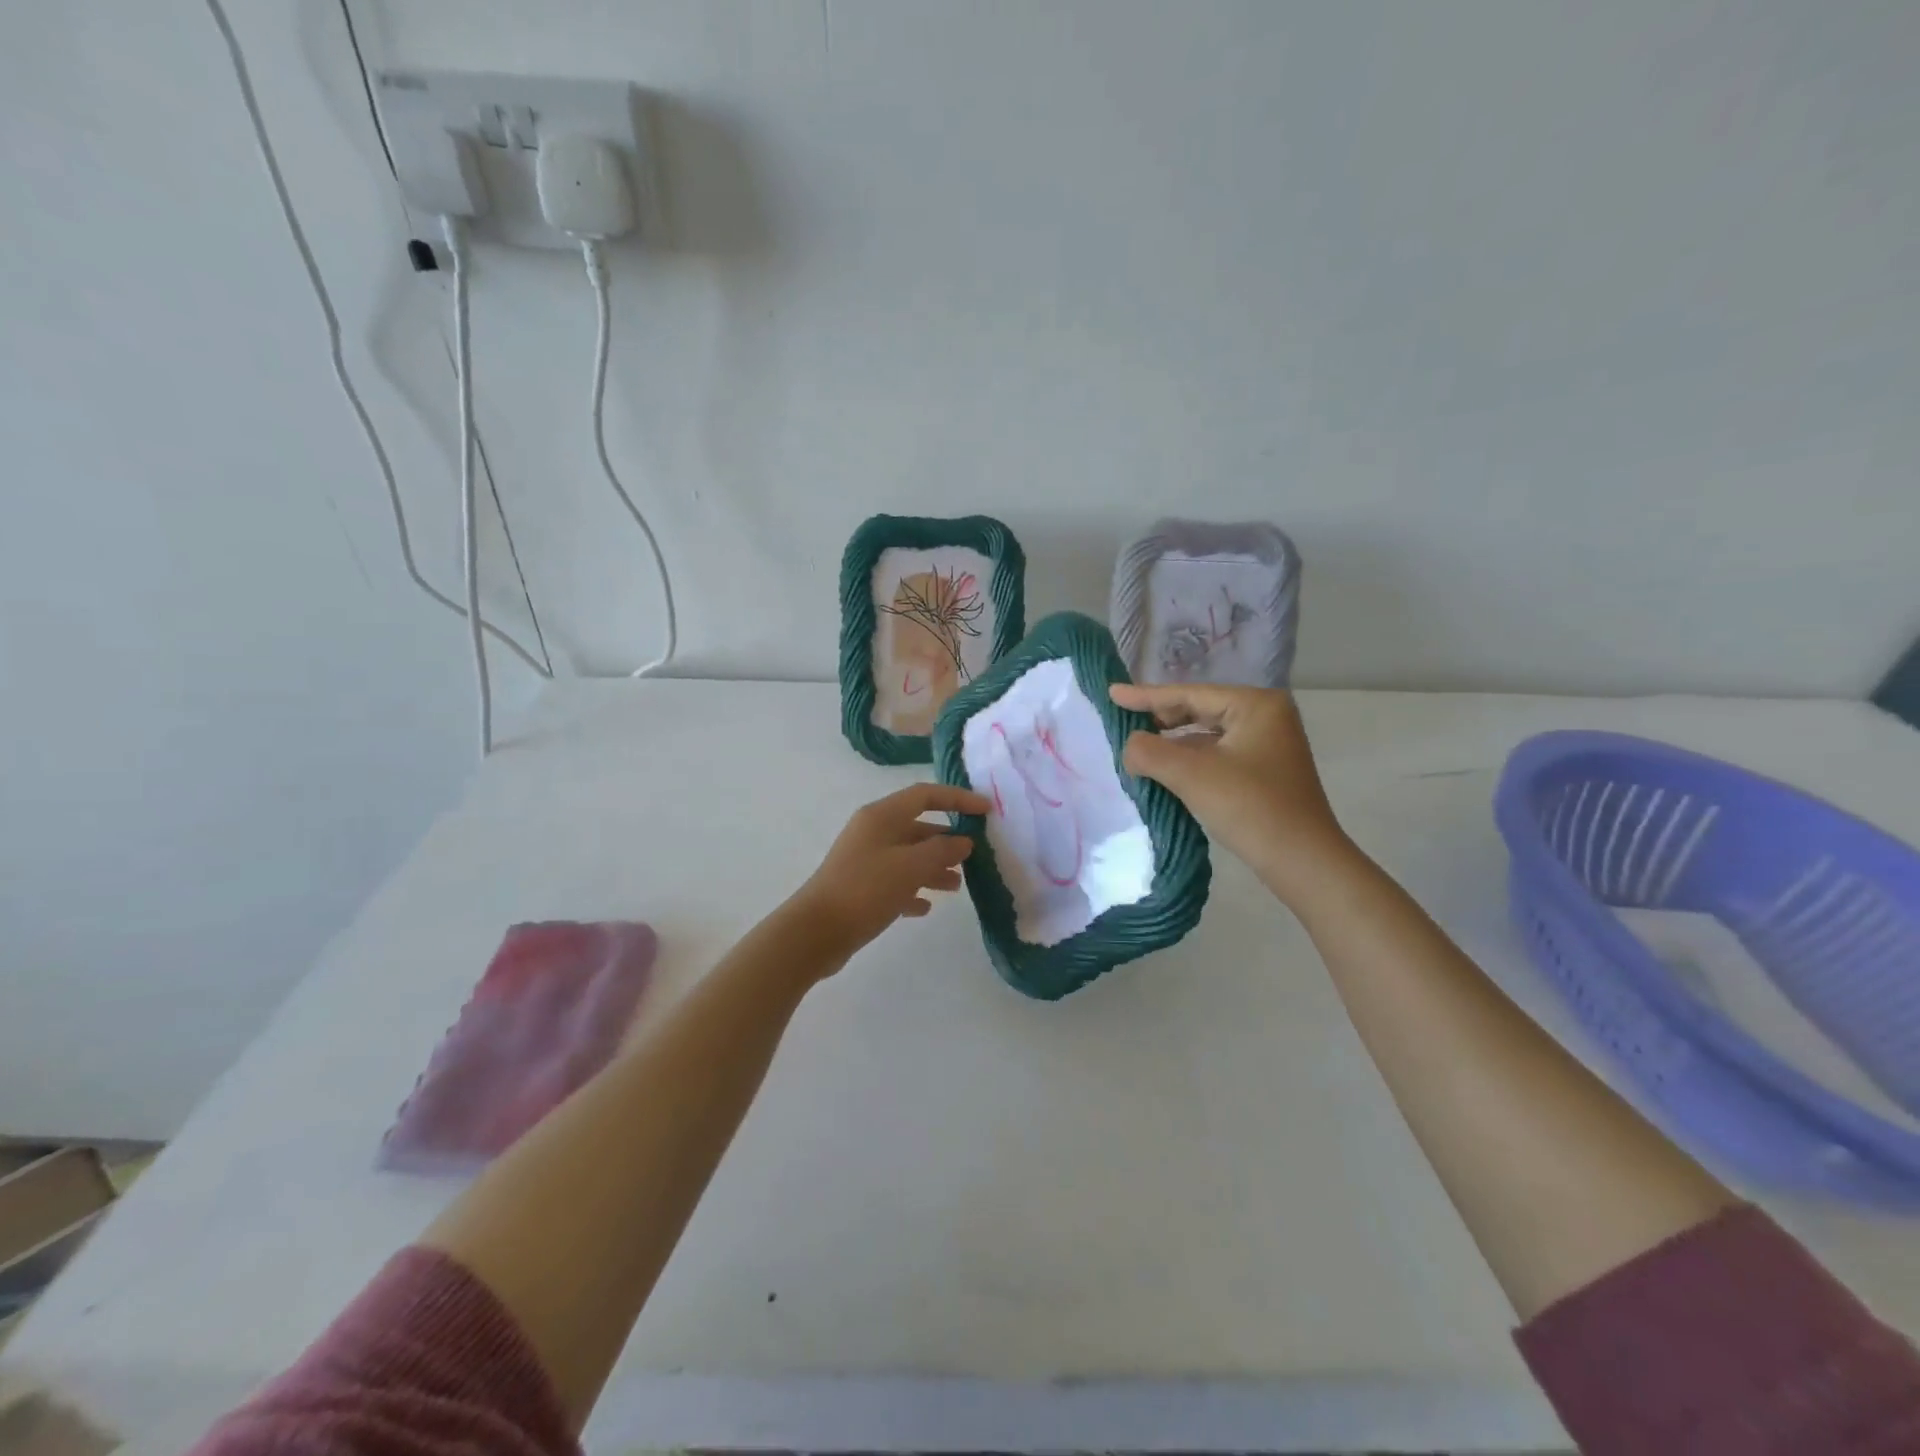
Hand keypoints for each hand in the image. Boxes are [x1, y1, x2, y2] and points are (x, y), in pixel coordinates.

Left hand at [787, 783, 990, 967]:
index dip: (957, 798)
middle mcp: (873, 832)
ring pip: (908, 856)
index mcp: (882, 816)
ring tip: (957, 886)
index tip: (986, 810)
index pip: (925, 795)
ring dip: (934, 867)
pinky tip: (925, 908)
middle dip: (947, 840)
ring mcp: (864, 860)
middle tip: (974, 857)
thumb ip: (942, 851)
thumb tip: (963, 841)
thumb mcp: (911, 867)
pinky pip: (894, 882)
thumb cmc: (866, 890)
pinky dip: (913, 890)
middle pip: (918, 827)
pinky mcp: (860, 887)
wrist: (815, 932)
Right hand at [1109, 682, 1352, 902]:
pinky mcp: (1265, 771)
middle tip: (1123, 723)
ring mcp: (1269, 745)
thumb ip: (1149, 752)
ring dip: (1173, 742)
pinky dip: (1190, 759)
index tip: (1112, 694)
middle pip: (1199, 709)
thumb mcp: (1191, 775)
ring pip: (1207, 734)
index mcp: (1255, 705)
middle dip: (1160, 719)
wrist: (1303, 861)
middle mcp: (1266, 716)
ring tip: (1139, 748)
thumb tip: (1129, 747)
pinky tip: (1167, 771)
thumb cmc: (1250, 807)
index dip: (1146, 696)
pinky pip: (1217, 754)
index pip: (1189, 694)